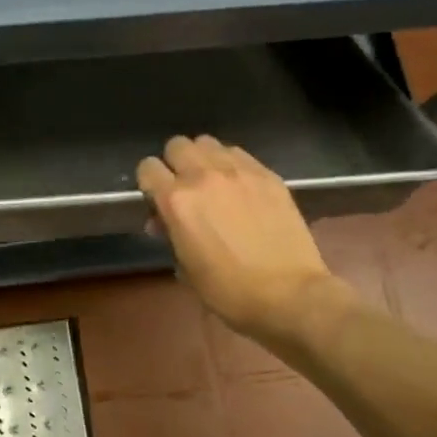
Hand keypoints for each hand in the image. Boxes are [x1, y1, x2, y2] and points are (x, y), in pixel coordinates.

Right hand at [136, 135, 349, 340]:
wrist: (289, 294)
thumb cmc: (229, 291)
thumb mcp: (186, 268)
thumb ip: (170, 234)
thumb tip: (163, 220)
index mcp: (176, 201)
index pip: (147, 167)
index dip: (148, 183)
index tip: (156, 199)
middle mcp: (203, 176)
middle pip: (177, 145)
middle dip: (175, 164)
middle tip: (184, 188)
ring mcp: (239, 171)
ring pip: (208, 143)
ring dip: (203, 159)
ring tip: (213, 183)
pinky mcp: (267, 174)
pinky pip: (239, 154)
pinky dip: (231, 164)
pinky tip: (240, 187)